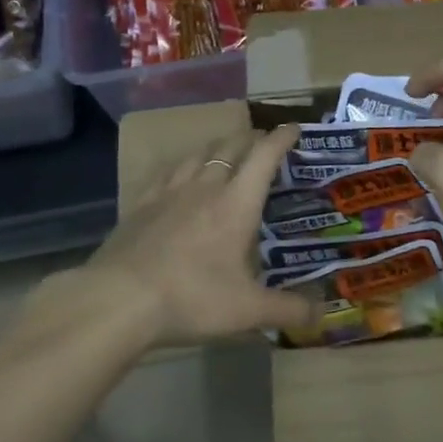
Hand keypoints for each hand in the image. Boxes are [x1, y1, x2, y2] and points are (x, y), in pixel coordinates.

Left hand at [60, 124, 320, 349]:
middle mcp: (205, 187)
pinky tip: (178, 175)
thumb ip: (289, 309)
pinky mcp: (141, 204)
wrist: (119, 299)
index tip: (293, 128)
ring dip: (217, 147)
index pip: (264, 157)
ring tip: (225, 151)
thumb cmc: (192, 298)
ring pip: (198, 154)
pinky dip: (182, 165)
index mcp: (236, 203)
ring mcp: (169, 192)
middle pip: (231, 147)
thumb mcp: (248, 311)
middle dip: (251, 139)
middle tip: (263, 142)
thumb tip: (323, 313)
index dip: (281, 138)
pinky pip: (167, 172)